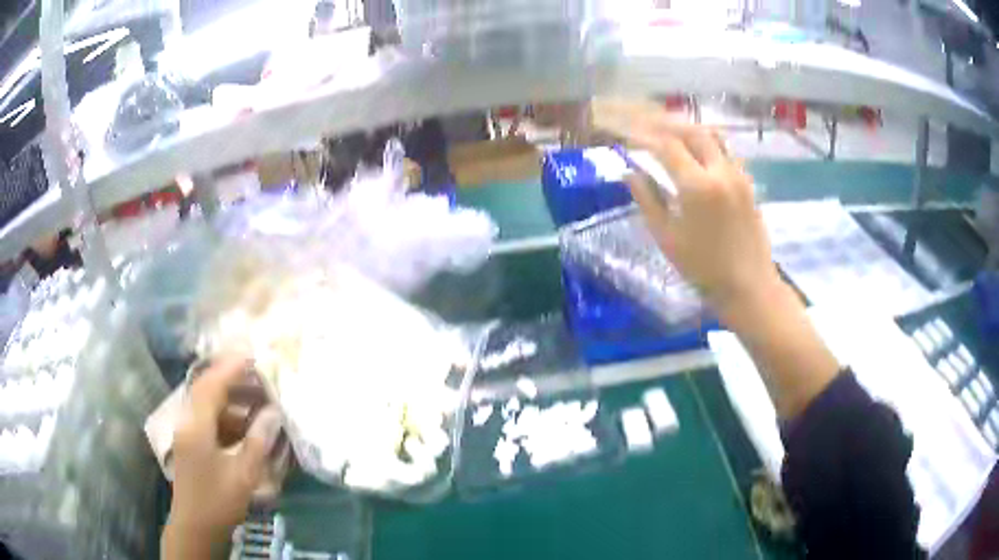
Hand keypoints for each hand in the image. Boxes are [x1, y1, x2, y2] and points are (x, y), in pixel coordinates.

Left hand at [162, 356, 281, 558]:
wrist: (195, 526)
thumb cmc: (218, 501)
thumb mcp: (243, 475)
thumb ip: (257, 442)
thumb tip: (273, 413)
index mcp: (197, 426)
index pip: (212, 385)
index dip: (231, 368)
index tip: (253, 355)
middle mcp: (188, 422)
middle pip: (206, 388)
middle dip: (231, 377)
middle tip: (258, 374)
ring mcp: (188, 432)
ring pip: (207, 403)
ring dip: (230, 397)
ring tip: (256, 398)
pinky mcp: (192, 443)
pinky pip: (208, 418)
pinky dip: (226, 414)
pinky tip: (244, 425)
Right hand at [593, 99, 780, 318]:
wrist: (749, 286)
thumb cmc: (703, 268)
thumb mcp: (667, 238)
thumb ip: (648, 200)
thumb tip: (630, 174)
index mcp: (697, 186)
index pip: (665, 145)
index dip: (643, 135)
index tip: (626, 133)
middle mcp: (720, 171)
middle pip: (691, 131)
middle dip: (666, 124)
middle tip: (646, 124)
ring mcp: (738, 175)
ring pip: (712, 136)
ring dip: (688, 129)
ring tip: (670, 131)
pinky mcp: (748, 183)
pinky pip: (725, 151)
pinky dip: (706, 143)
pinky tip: (696, 152)